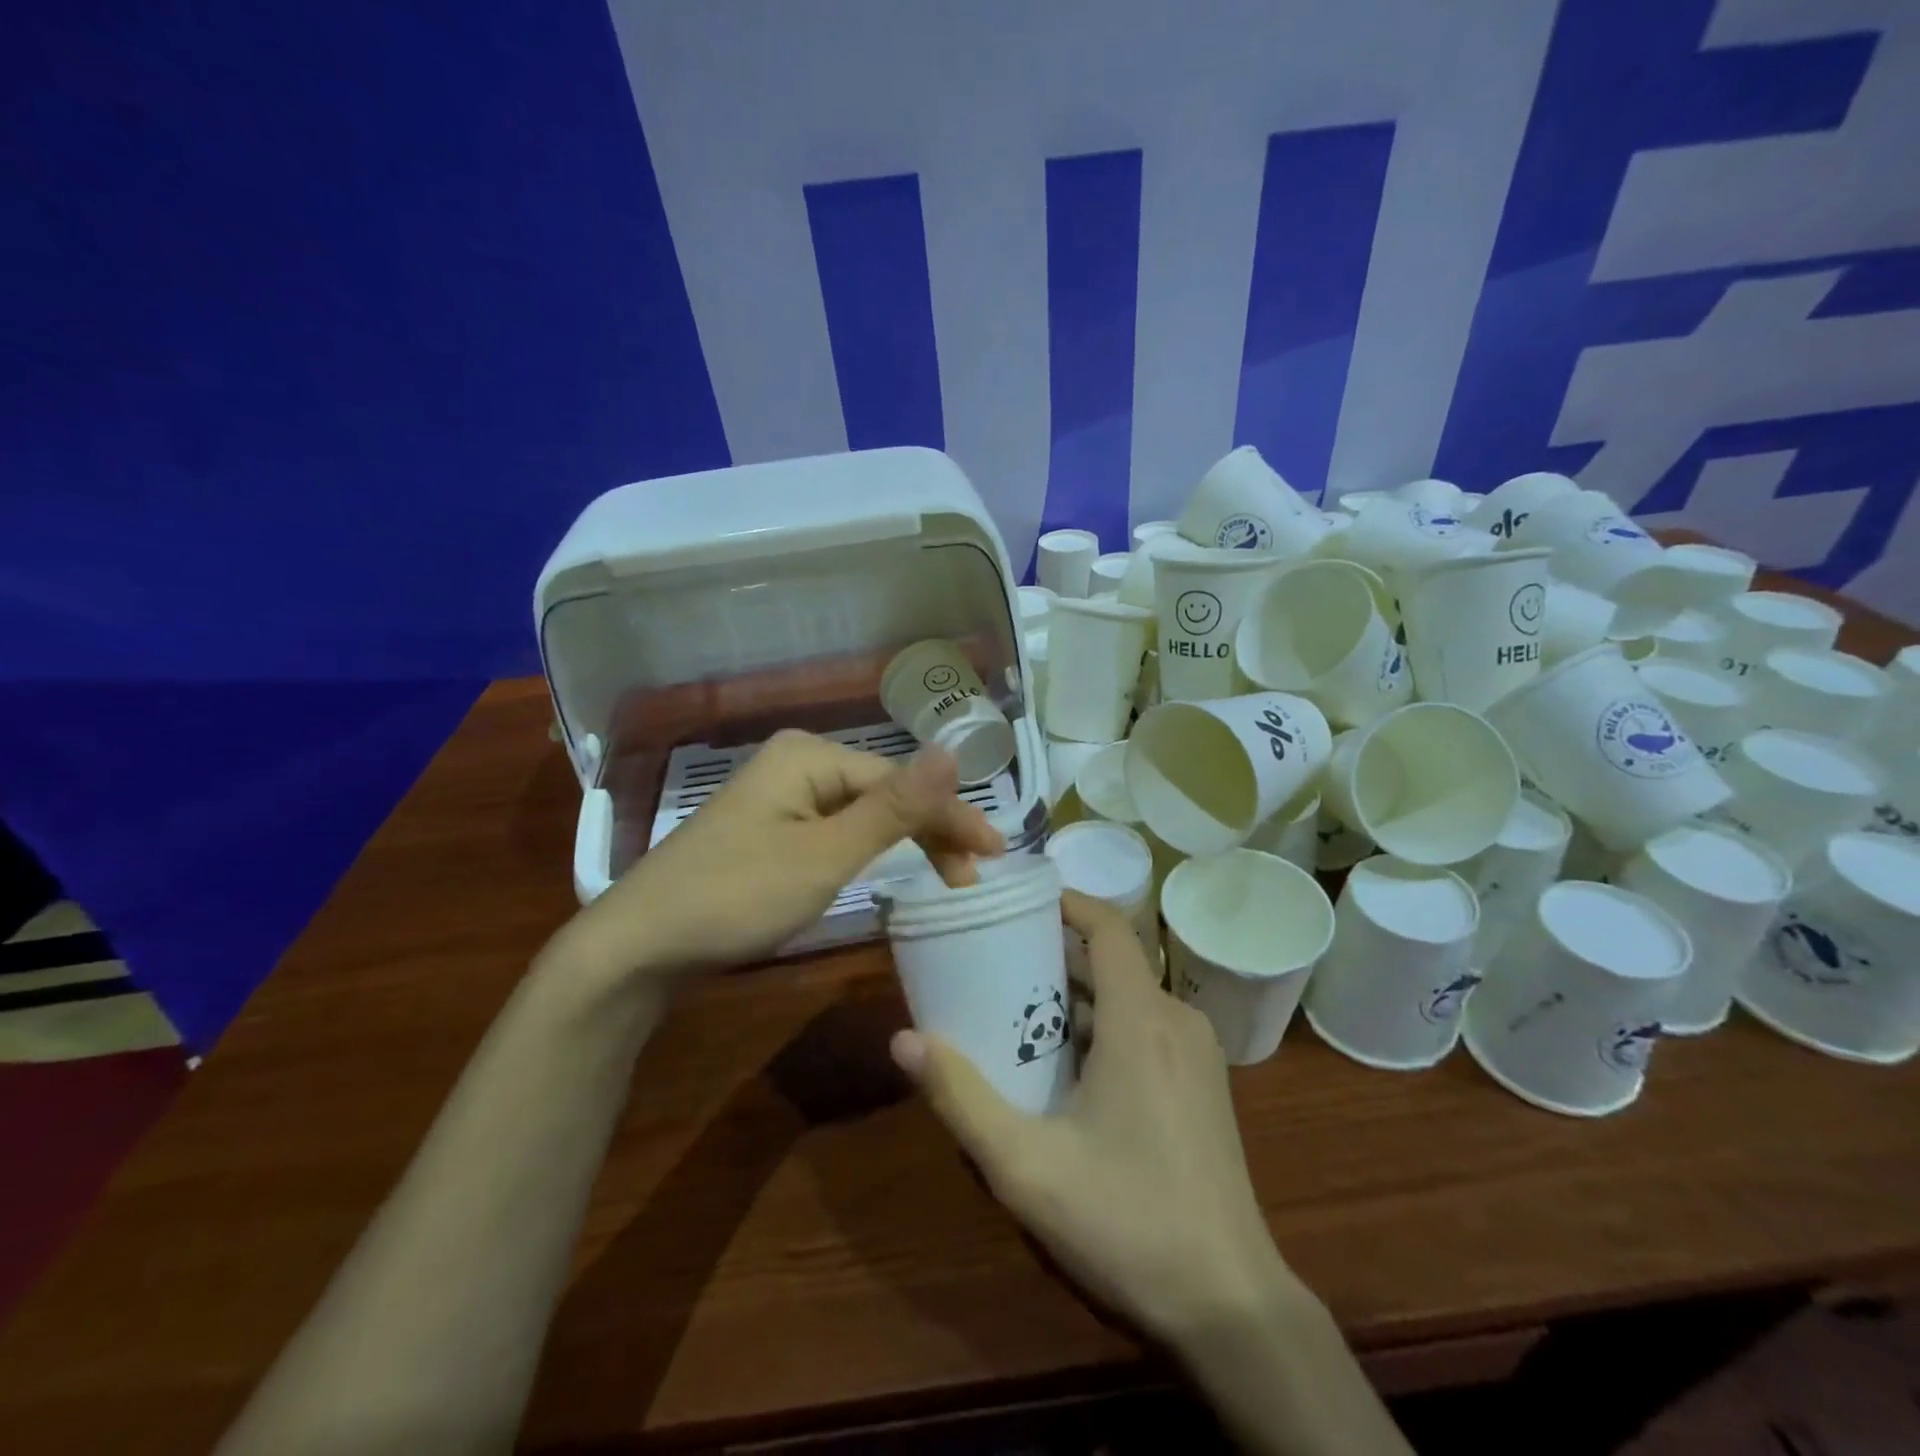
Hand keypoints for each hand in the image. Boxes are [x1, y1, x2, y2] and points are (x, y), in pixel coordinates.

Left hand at [563, 731, 1004, 976]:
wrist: (638, 947)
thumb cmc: (737, 897)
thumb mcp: (826, 856)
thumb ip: (894, 807)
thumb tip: (954, 748)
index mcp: (810, 755)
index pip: (902, 782)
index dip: (952, 817)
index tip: (996, 855)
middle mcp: (796, 764)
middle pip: (883, 794)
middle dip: (930, 831)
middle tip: (970, 877)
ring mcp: (778, 798)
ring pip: (861, 814)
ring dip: (903, 842)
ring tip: (943, 877)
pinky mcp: (767, 830)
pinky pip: (833, 831)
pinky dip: (866, 852)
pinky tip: (887, 867)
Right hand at [890, 891, 1298, 1347]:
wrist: (1232, 1306)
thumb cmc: (1127, 1223)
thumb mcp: (1025, 1166)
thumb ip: (961, 1098)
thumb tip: (904, 1039)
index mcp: (1141, 1020)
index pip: (1109, 926)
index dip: (1066, 902)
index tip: (1018, 902)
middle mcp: (1176, 1021)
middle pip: (1112, 961)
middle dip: (1053, 956)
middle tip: (995, 964)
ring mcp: (1198, 1054)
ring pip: (1128, 998)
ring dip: (1075, 997)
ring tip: (1016, 1012)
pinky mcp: (1203, 1085)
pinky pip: (1146, 1028)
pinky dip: (1103, 1027)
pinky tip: (1065, 1069)